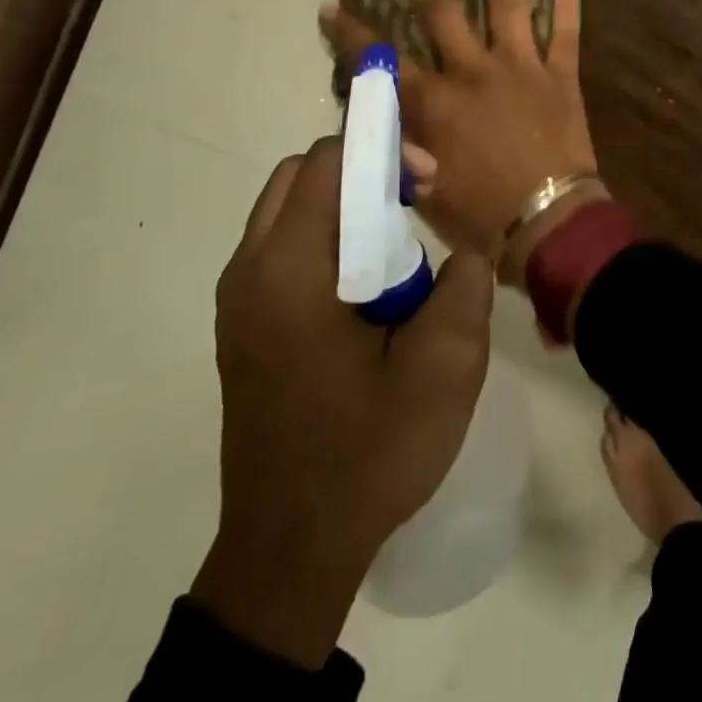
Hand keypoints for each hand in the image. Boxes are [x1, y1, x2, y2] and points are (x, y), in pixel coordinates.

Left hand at [192, 137, 492, 667]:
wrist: (290, 551)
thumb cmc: (367, 455)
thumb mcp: (444, 369)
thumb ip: (464, 288)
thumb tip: (460, 254)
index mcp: (289, 271)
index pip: (326, 162)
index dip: (381, 150)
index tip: (428, 182)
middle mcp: (249, 272)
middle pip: (300, 177)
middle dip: (361, 172)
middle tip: (413, 206)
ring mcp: (237, 301)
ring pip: (289, 212)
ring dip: (344, 208)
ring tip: (395, 254)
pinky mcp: (241, 327)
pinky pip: (282, 251)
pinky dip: (325, 242)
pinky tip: (365, 293)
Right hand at [320, 0, 598, 282]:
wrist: (550, 224)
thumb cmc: (481, 215)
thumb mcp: (423, 187)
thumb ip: (403, 144)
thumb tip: (384, 118)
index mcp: (435, 102)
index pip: (381, 60)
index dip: (351, 33)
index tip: (331, 4)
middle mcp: (473, 71)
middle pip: (440, 7)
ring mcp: (521, 67)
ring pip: (508, 1)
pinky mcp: (561, 75)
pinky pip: (567, 30)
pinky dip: (569, 0)